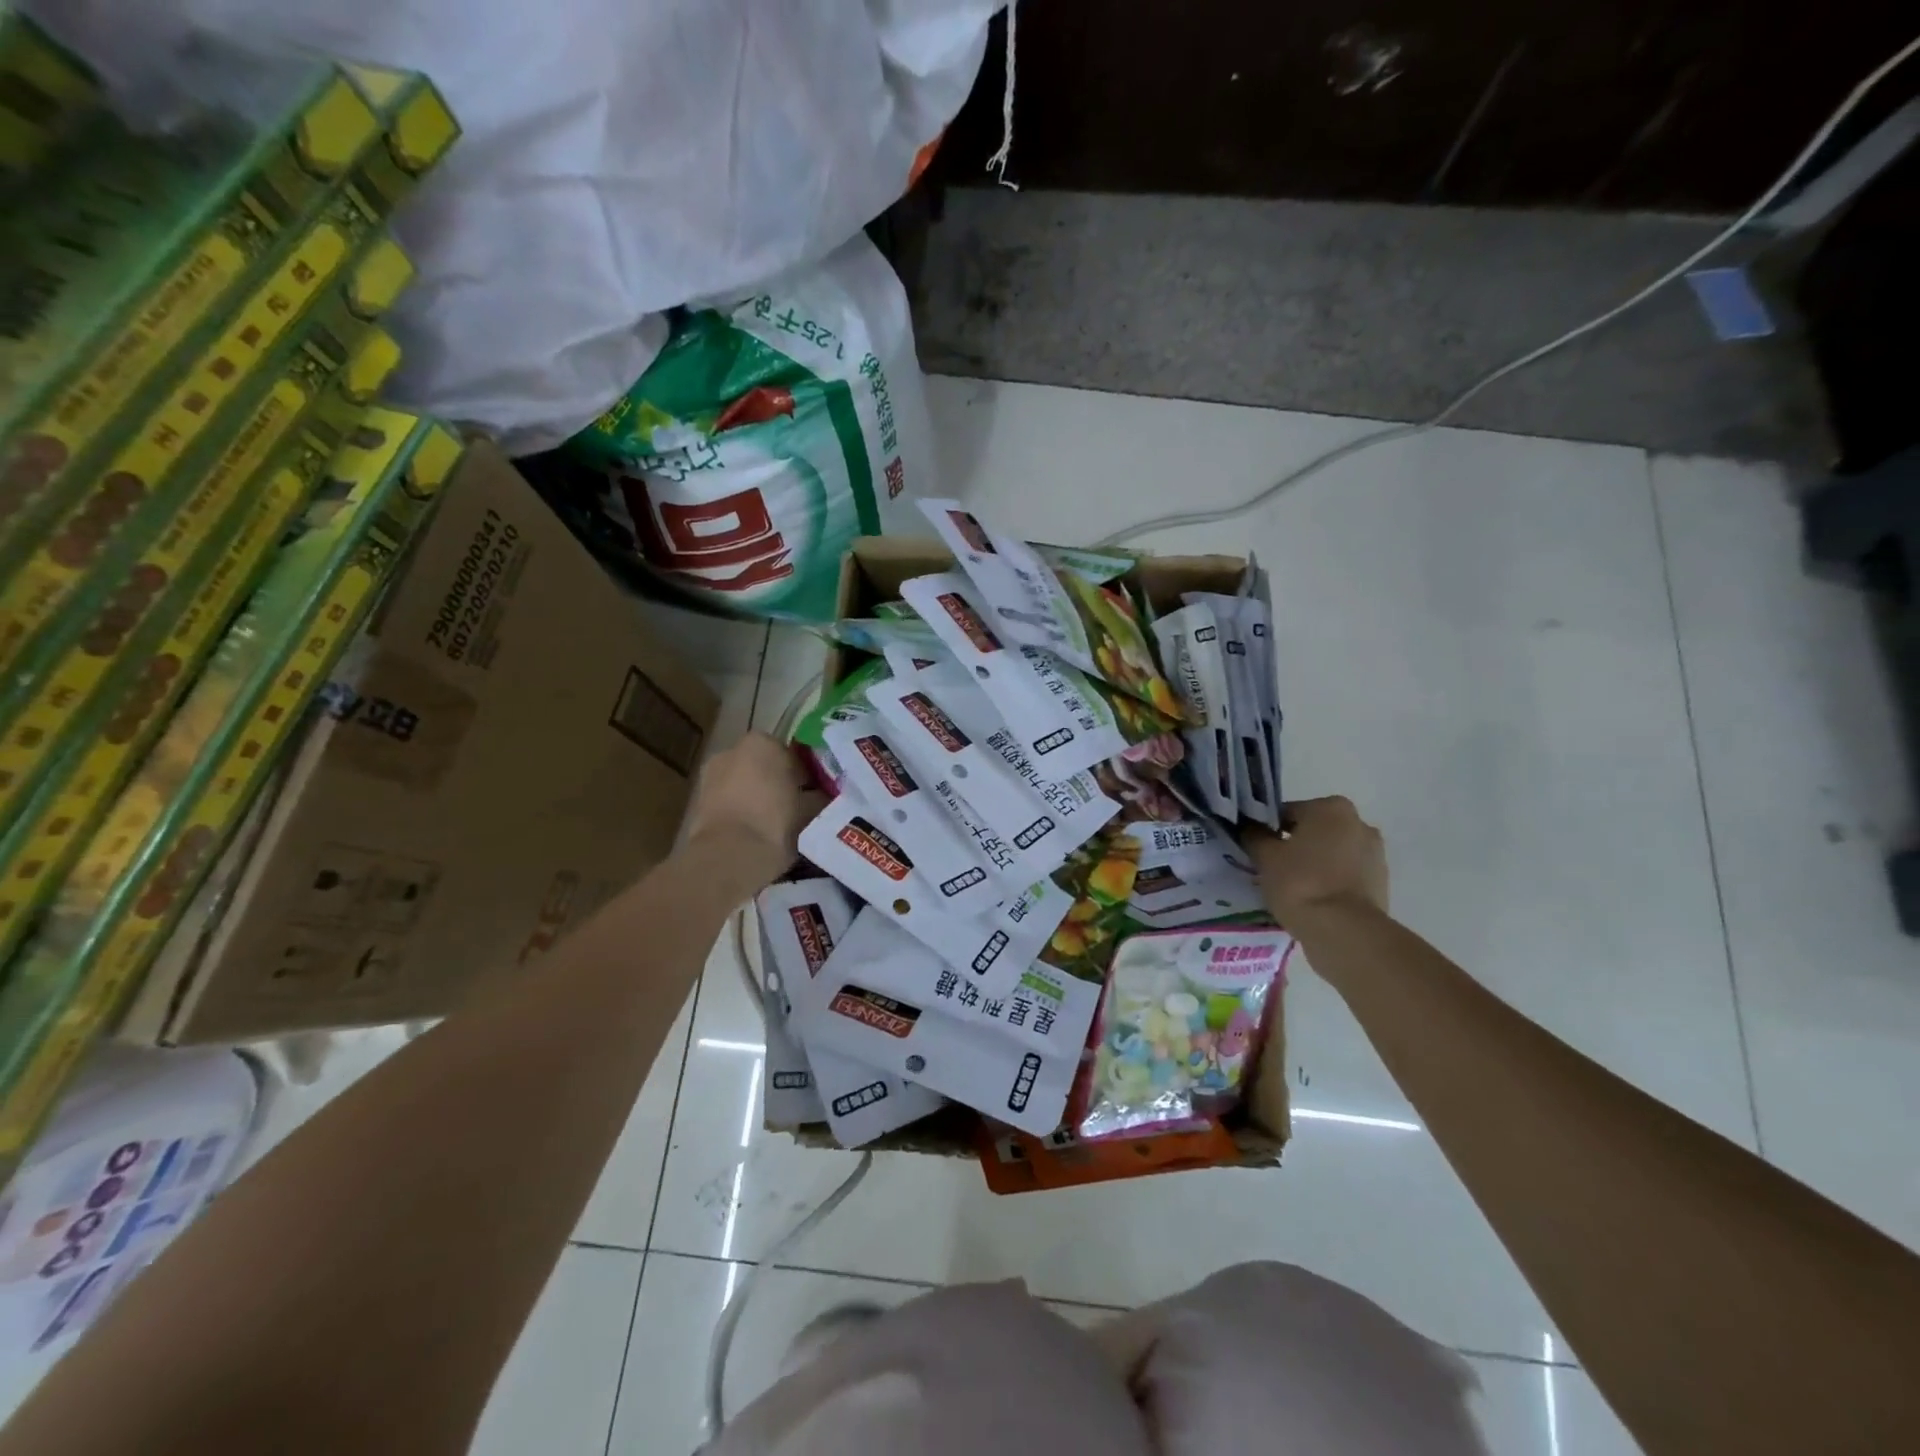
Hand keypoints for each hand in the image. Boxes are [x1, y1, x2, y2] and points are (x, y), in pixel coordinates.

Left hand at [683, 732, 819, 885]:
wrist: (730, 857)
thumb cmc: (777, 822)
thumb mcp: (813, 808)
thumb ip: (821, 795)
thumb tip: (827, 795)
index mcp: (762, 742)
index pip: (791, 752)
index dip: (806, 773)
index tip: (816, 792)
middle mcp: (731, 751)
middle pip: (764, 766)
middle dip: (779, 782)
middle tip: (799, 808)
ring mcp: (710, 776)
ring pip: (745, 784)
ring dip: (759, 797)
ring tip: (778, 824)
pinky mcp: (697, 803)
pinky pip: (729, 802)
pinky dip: (741, 812)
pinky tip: (755, 833)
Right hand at [1246, 796, 1388, 923]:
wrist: (1344, 931)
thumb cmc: (1300, 883)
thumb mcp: (1265, 856)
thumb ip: (1254, 835)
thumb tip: (1249, 828)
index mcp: (1331, 808)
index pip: (1288, 812)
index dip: (1268, 830)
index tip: (1257, 849)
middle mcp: (1359, 823)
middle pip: (1314, 831)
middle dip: (1294, 845)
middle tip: (1272, 868)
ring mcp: (1375, 854)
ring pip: (1331, 853)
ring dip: (1314, 863)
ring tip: (1292, 887)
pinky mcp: (1381, 883)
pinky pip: (1345, 875)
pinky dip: (1330, 881)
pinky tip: (1312, 899)